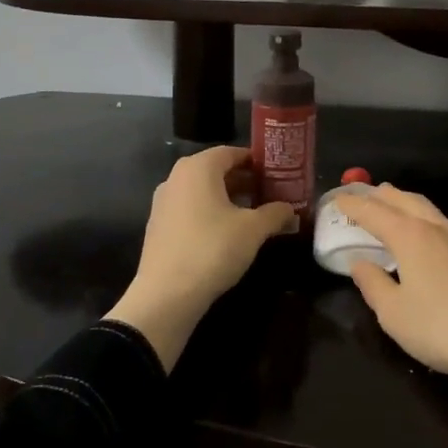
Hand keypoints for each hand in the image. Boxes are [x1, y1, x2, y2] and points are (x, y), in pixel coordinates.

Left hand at [106, 145, 294, 369]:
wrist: (166, 295)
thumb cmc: (213, 249)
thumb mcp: (253, 230)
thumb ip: (275, 213)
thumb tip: (289, 210)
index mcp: (198, 168)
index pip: (232, 152)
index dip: (256, 162)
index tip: (276, 174)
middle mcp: (176, 177)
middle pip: (216, 170)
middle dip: (243, 181)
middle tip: (269, 194)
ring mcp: (163, 202)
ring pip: (202, 191)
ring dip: (227, 199)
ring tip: (252, 215)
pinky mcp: (158, 226)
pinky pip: (189, 209)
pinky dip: (209, 214)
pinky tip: (225, 234)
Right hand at [333, 185, 447, 388]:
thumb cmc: (444, 330)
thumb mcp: (394, 315)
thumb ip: (373, 285)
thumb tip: (360, 263)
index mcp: (411, 237)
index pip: (374, 213)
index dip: (354, 205)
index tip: (339, 200)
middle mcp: (441, 228)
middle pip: (408, 201)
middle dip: (386, 195)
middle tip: (373, 193)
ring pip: (437, 214)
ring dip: (416, 209)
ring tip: (406, 216)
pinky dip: (442, 233)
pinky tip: (445, 252)